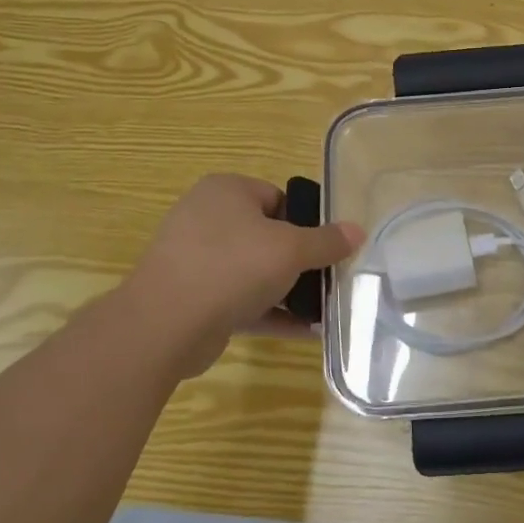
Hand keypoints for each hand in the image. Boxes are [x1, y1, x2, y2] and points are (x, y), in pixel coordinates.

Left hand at [123, 175, 363, 377]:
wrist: (165, 325)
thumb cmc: (232, 267)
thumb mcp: (291, 250)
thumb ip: (327, 241)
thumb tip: (358, 231)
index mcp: (226, 191)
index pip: (278, 198)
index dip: (307, 222)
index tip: (329, 247)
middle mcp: (207, 219)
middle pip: (268, 236)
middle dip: (300, 261)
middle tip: (330, 279)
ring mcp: (197, 260)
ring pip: (254, 271)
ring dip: (289, 291)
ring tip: (325, 309)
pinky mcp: (194, 298)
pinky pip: (241, 300)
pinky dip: (271, 312)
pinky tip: (305, 331)